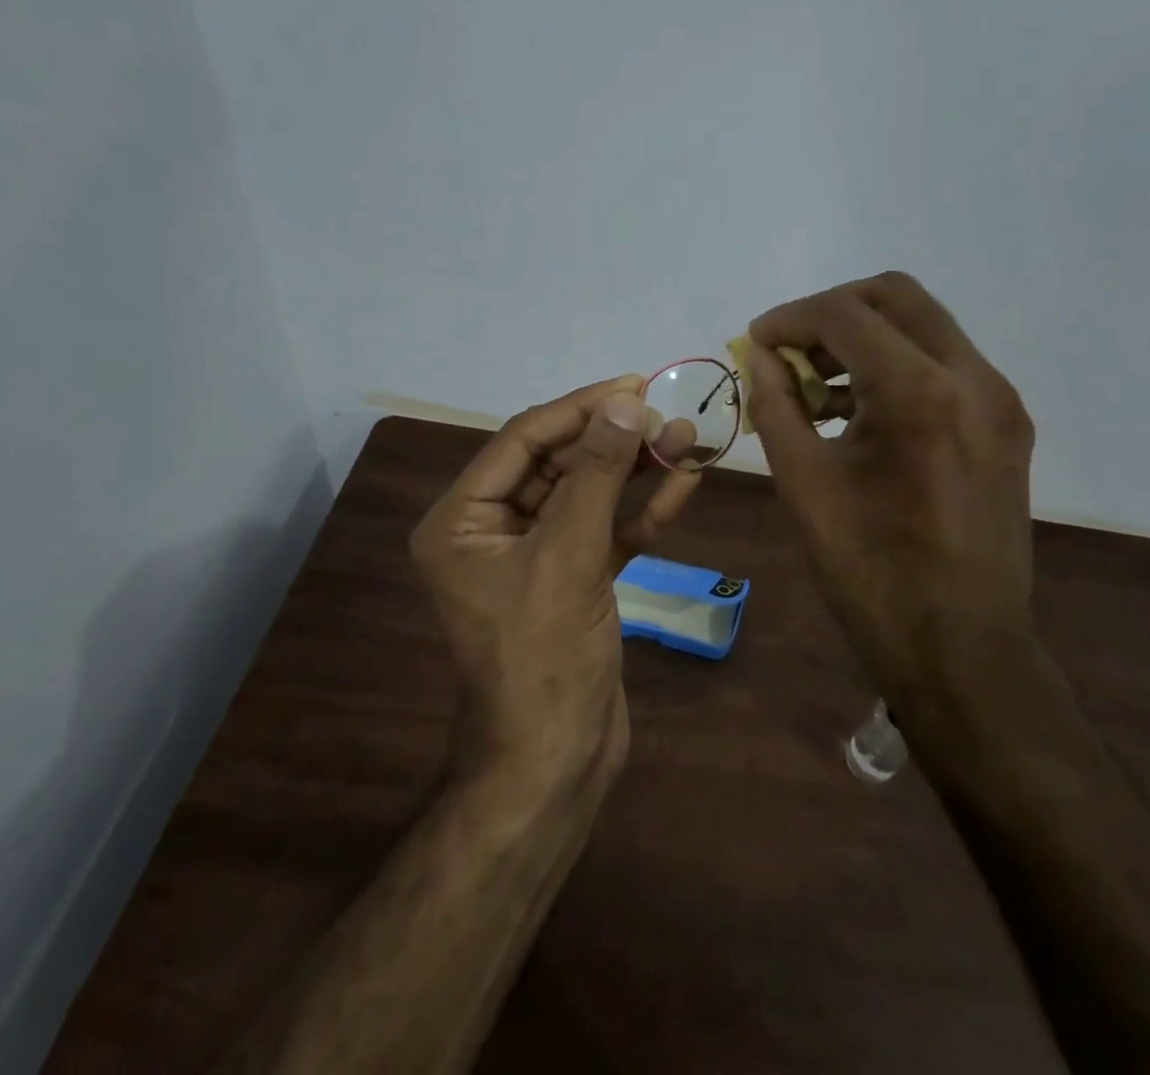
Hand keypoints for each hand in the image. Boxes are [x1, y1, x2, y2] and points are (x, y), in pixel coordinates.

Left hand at [410, 377, 701, 788]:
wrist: (557, 765)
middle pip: (558, 464)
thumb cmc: (545, 657)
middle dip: (614, 440)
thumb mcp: (569, 556)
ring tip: (687, 440)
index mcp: (462, 520)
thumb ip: (597, 474)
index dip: (579, 408)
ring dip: (635, 470)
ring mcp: (535, 556)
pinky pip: (606, 531)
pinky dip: (641, 511)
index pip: (523, 440)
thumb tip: (624, 402)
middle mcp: (492, 530)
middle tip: (668, 417)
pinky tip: (683, 486)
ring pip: (588, 495)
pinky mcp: (573, 579)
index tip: (634, 385)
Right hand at [743, 272, 1035, 700]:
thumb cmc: (870, 572)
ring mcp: (999, 400)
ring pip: (924, 326)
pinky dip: (897, 367)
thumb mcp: (804, 483)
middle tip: (790, 348)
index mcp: (919, 392)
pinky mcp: (1007, 424)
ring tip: (817, 383)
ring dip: (866, 337)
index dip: (790, 318)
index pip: (845, 314)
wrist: (960, 648)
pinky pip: (945, 365)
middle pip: (896, 296)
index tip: (756, 341)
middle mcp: (973, 377)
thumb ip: (776, 405)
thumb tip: (758, 357)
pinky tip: (859, 410)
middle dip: (833, 311)